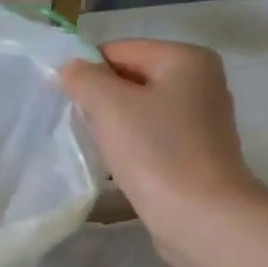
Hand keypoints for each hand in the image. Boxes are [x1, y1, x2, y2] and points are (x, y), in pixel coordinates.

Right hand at [60, 41, 266, 257]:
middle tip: (78, 125)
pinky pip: (150, 137)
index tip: (65, 100)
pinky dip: (129, 146)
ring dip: (112, 126)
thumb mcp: (109, 105)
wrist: (201, 216)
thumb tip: (69, 68)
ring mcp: (200, 119)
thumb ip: (83, 78)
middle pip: (130, 79)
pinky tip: (117, 165)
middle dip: (99, 99)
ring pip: (138, 110)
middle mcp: (200, 81)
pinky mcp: (195, 152)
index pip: (119, 50)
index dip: (86, 71)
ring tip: (96, 147)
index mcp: (186, 59)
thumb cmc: (156, 152)